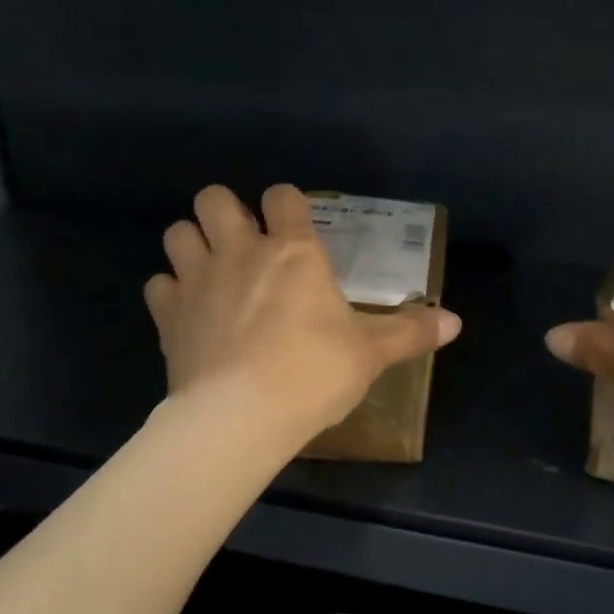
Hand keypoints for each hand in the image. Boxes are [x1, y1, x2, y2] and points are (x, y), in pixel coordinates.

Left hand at [145, 185, 461, 438]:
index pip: (282, 197)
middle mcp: (240, 252)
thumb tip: (456, 322)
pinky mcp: (168, 315)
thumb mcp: (371, 355)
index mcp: (293, 252)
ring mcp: (198, 280)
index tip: (292, 223)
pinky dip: (169, 292)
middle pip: (213, 198)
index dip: (286, 203)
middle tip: (243, 242)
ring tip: (210, 269)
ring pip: (177, 232)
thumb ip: (410, 332)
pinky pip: (158, 285)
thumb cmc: (313, 374)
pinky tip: (187, 312)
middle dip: (225, 210)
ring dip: (192, 243)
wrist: (241, 417)